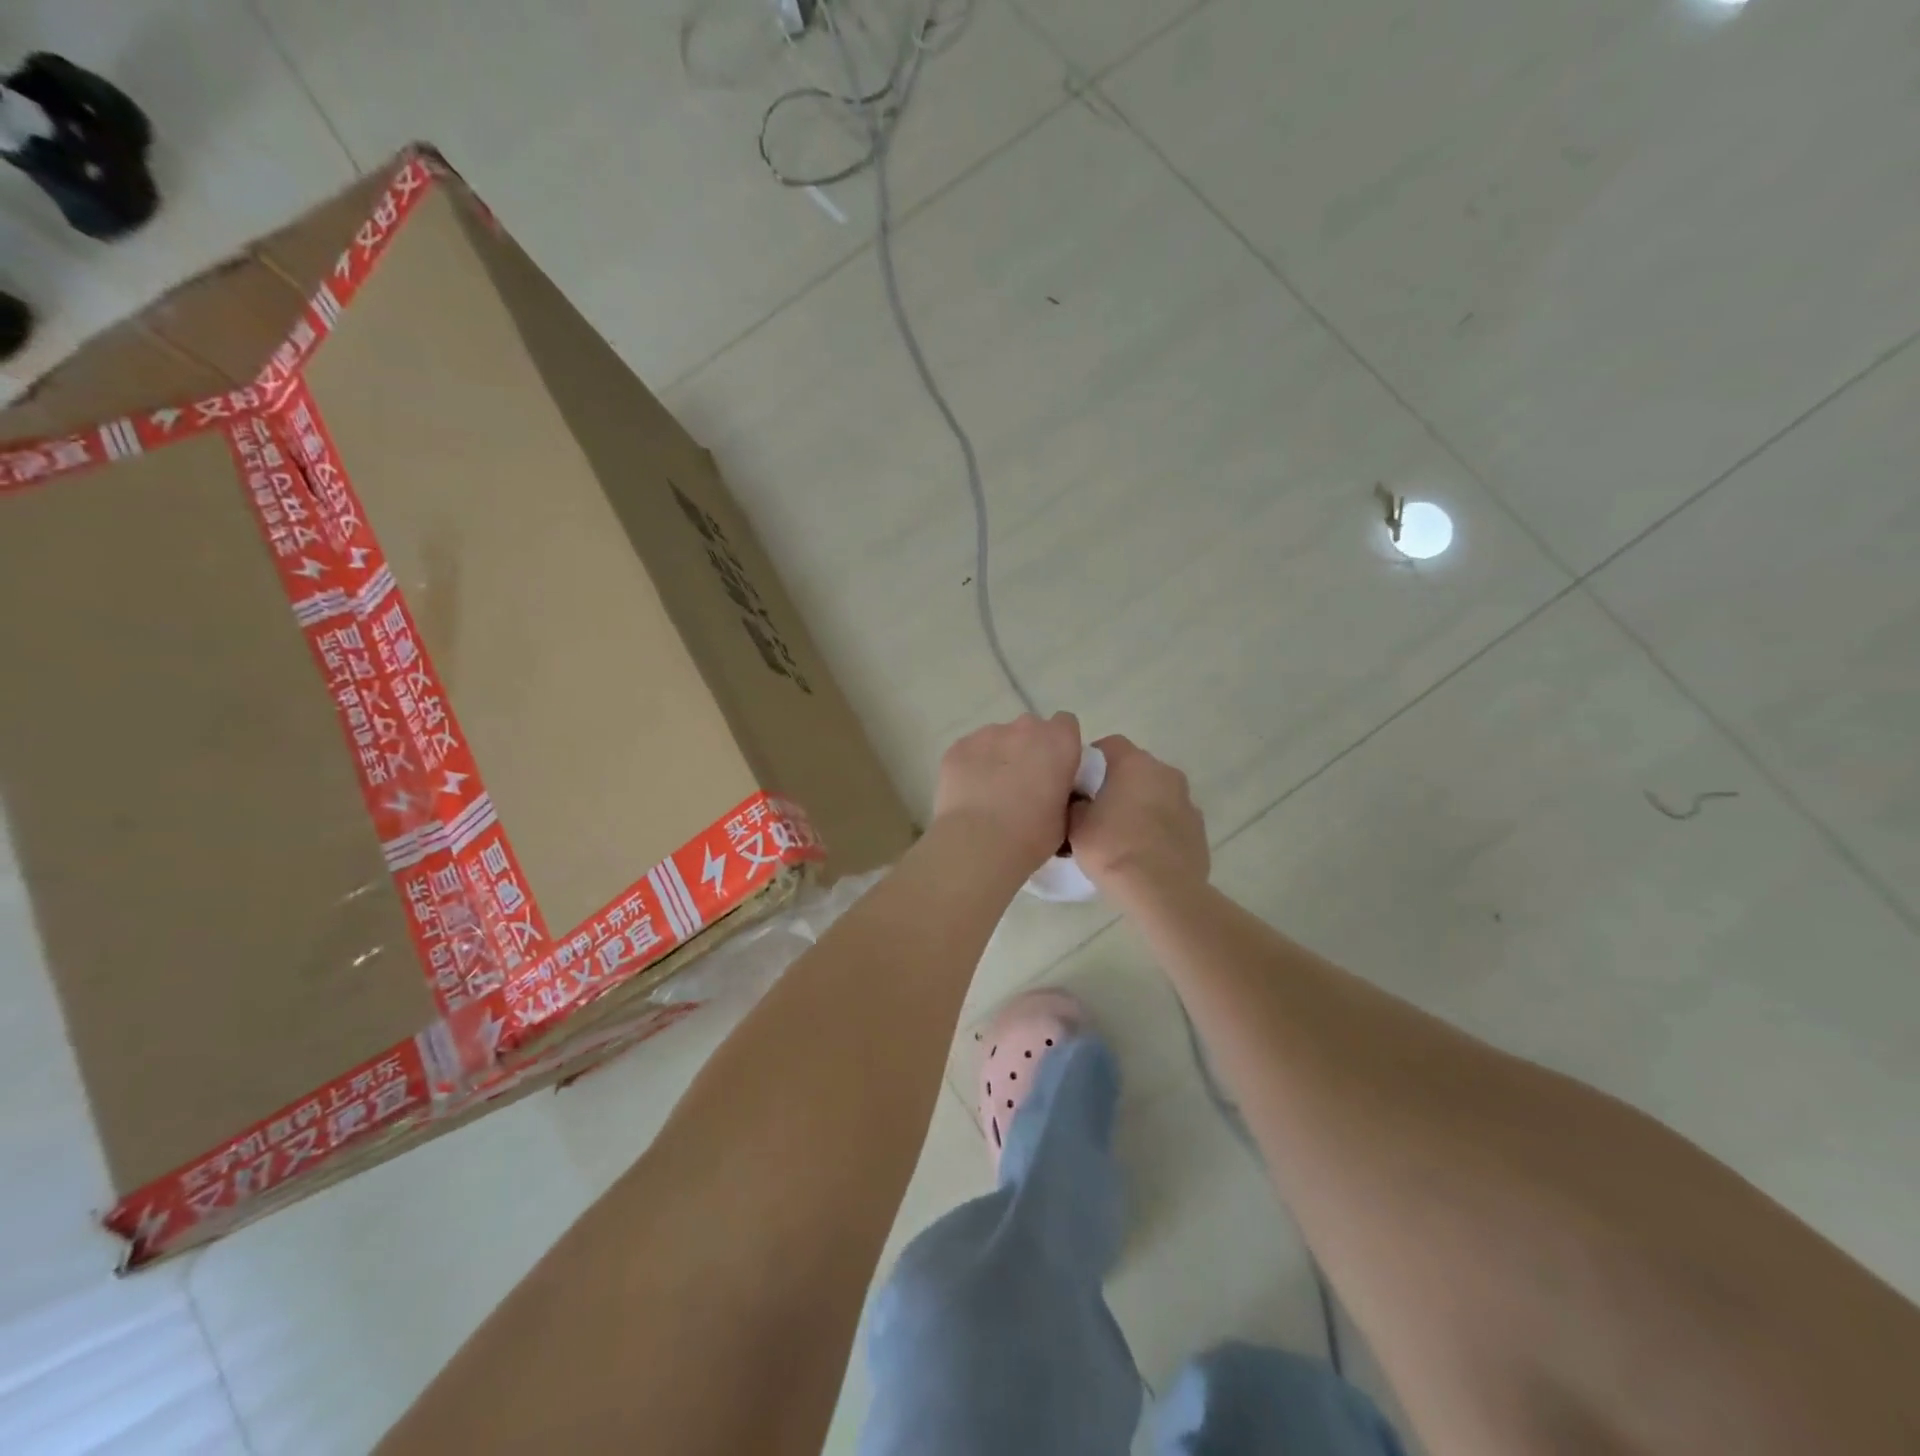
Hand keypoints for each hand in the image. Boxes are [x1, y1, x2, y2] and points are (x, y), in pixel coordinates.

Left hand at [933, 712, 1084, 874]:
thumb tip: (1052, 788)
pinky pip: (970, 751)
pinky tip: (969, 793)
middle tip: (1023, 783)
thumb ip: (1062, 789)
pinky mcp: (958, 746)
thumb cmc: (1031, 835)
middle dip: (1028, 749)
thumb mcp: (1065, 816)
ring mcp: (988, 733)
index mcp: (1058, 742)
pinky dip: (972, 765)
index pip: (1066, 724)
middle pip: (1030, 729)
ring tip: (991, 792)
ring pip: (998, 738)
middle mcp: (1025, 728)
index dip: (1060, 745)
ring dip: (999, 757)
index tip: (1054, 768)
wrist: (978, 843)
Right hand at [1068, 735, 1208, 899]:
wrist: (1163, 892)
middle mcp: (1166, 773)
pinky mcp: (1199, 828)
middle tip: (1098, 810)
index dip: (1092, 761)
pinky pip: (1172, 818)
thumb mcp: (1076, 826)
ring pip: (1156, 793)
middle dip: (1118, 783)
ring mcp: (1187, 800)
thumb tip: (1082, 802)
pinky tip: (1145, 851)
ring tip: (1123, 834)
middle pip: (1136, 768)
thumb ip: (1076, 804)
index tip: (1079, 785)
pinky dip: (1159, 827)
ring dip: (1141, 804)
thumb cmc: (1114, 850)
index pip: (1109, 745)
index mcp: (1135, 764)